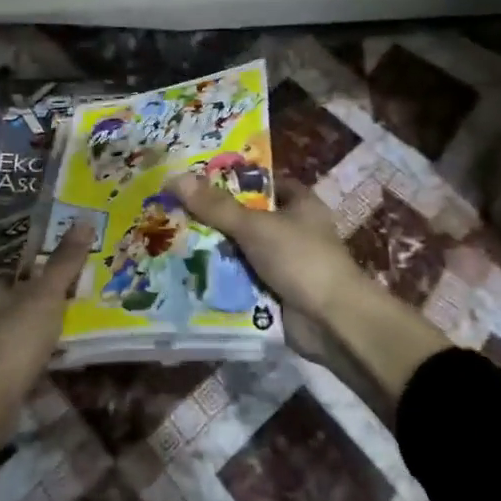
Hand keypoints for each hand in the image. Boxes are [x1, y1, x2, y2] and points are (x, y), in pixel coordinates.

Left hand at [0, 220, 93, 385]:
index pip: (5, 261)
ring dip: (35, 318)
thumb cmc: (15, 336)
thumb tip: (84, 220)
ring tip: (69, 310)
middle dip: (33, 287)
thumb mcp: (46, 294)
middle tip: (68, 279)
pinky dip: (36, 345)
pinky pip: (19, 348)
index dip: (28, 254)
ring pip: (13, 321)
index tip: (53, 249)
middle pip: (9, 292)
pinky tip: (57, 346)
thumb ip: (64, 262)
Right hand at [166, 173, 447, 412]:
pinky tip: (185, 275)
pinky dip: (220, 280)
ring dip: (213, 251)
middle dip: (213, 218)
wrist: (332, 323)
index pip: (261, 182)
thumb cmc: (301, 259)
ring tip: (168, 242)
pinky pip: (241, 280)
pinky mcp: (275, 292)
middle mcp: (292, 230)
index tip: (195, 179)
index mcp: (299, 203)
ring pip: (240, 251)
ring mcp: (284, 263)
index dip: (231, 179)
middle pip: (245, 218)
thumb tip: (175, 178)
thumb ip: (216, 206)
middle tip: (171, 211)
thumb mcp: (255, 226)